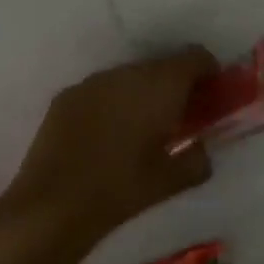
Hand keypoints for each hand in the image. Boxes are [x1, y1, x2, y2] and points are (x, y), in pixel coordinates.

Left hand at [0, 48, 220, 251]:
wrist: (52, 206)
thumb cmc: (121, 190)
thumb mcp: (173, 181)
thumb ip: (198, 159)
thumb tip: (201, 149)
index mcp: (161, 86)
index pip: (196, 57)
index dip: (209, 72)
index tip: (211, 97)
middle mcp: (127, 73)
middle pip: (163, 65)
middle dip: (177, 85)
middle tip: (180, 117)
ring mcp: (93, 82)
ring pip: (131, 76)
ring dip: (144, 93)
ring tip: (143, 128)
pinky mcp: (67, 96)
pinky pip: (103, 90)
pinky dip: (115, 102)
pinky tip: (109, 135)